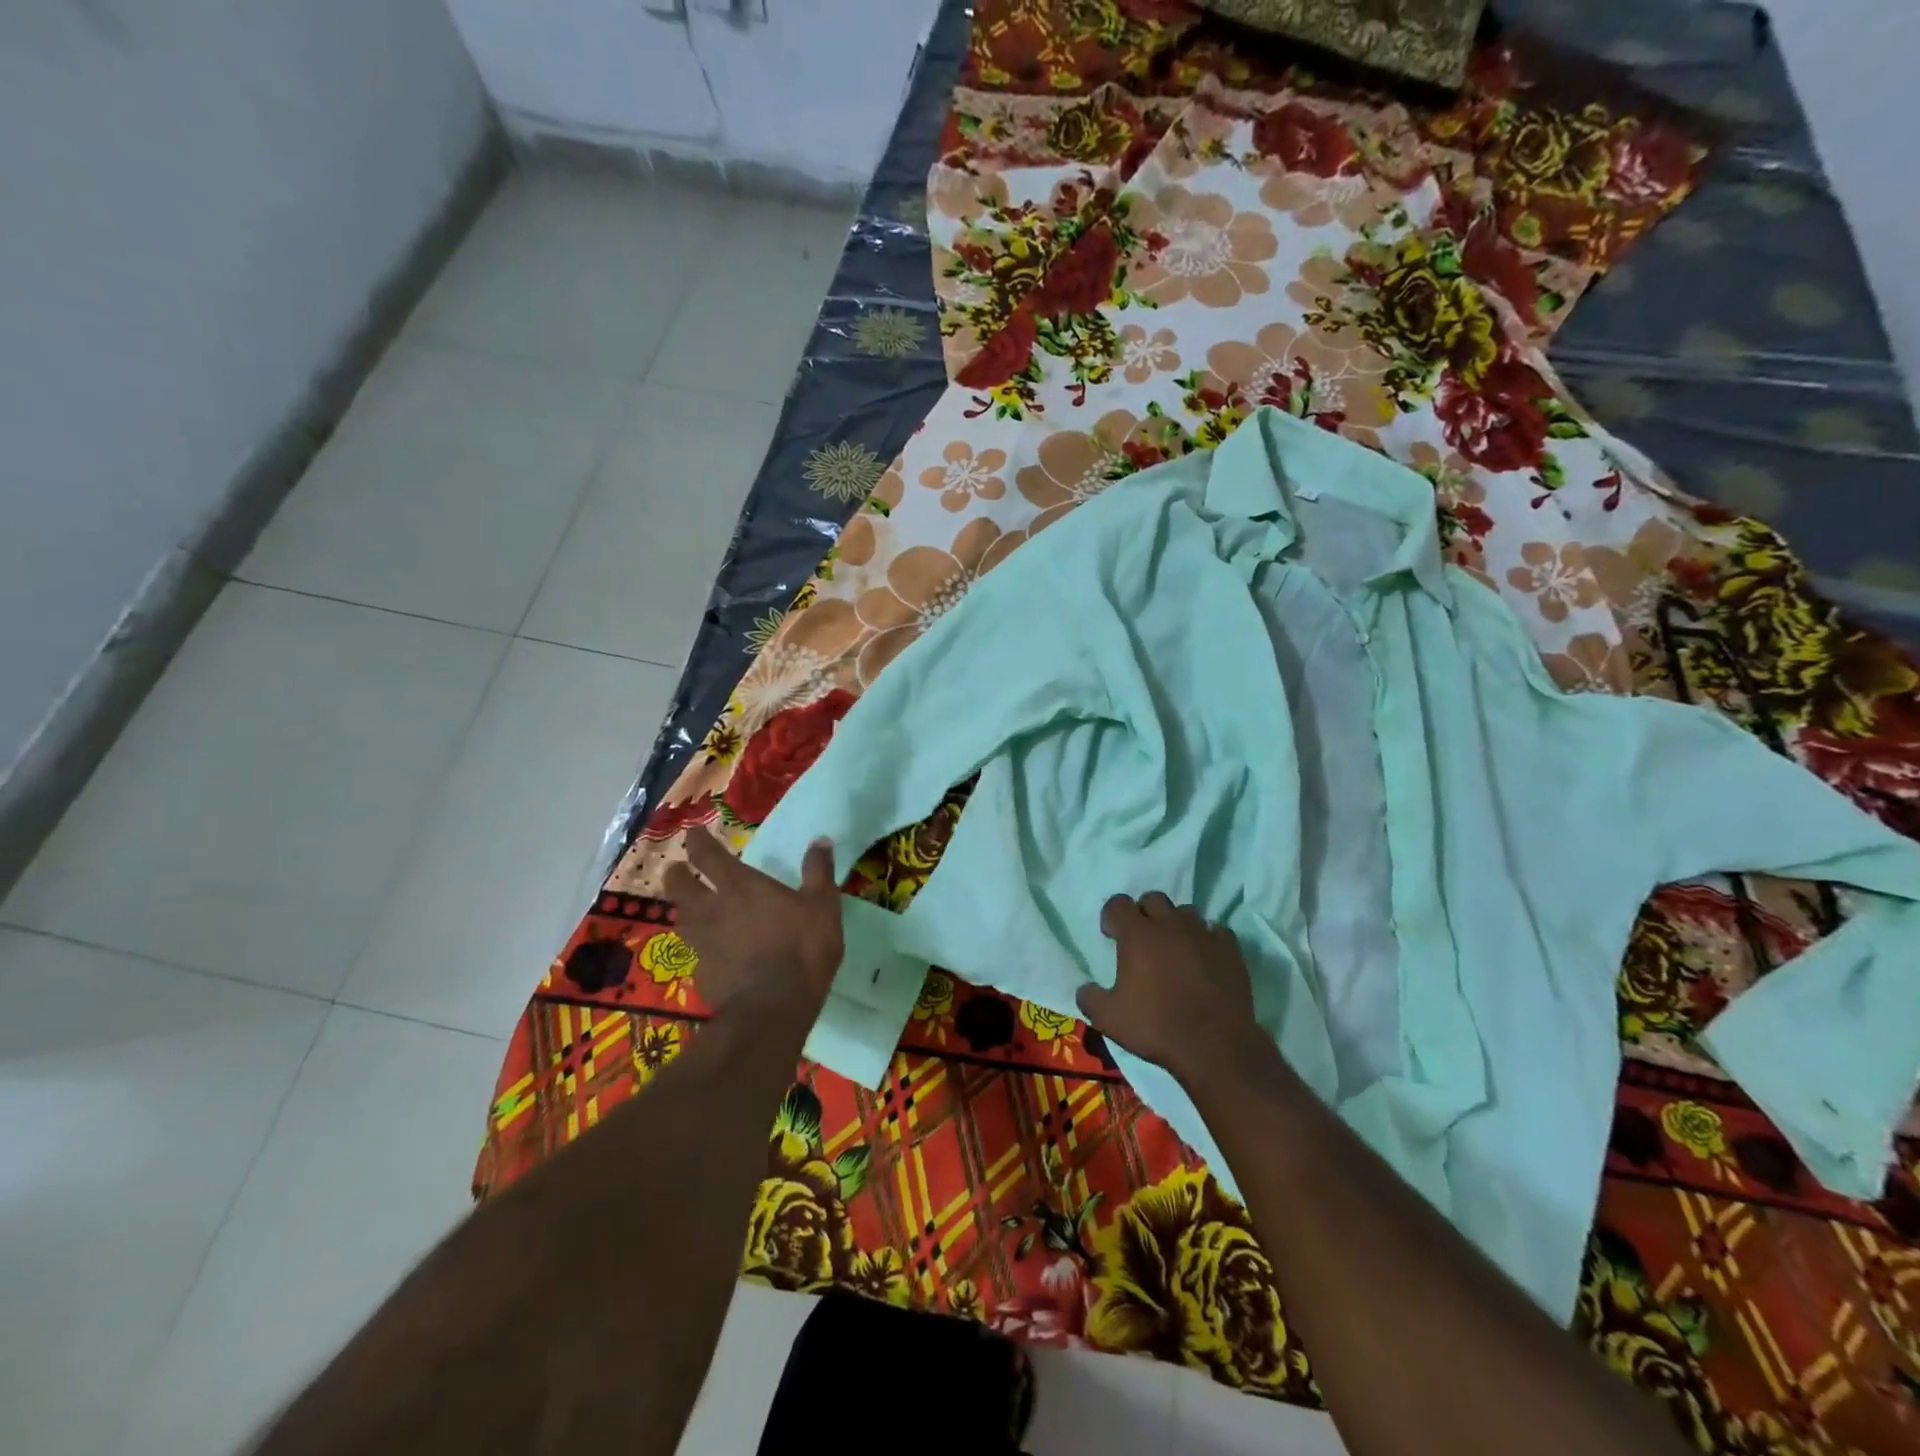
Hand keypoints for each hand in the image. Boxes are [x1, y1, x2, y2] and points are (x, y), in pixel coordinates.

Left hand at [663, 826, 843, 1015]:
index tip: (693, 833)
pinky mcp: (700, 974)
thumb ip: (819, 871)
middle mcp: (711, 909)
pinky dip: (698, 946)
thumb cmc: (801, 947)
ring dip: (682, 909)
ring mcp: (701, 943)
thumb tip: (820, 839)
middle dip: (675, 874)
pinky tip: (710, 951)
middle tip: (678, 870)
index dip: (696, 841)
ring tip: (690, 908)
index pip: (706, 855)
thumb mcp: (822, 905)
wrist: (773, 1007)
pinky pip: (693, 952)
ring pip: (680, 919)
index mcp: (739, 886)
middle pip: (678, 886)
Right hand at [1076, 892, 1266, 1086]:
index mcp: (1137, 934)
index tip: (1111, 935)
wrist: (1214, 1046)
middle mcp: (1169, 924)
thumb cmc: (1156, 1027)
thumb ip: (1090, 997)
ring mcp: (1202, 933)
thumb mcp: (1108, 1018)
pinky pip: (1217, 931)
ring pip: (1186, 912)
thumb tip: (1085, 989)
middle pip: (1153, 899)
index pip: (1118, 903)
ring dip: (1176, 924)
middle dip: (1144, 913)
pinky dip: (1208, 939)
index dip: (1112, 916)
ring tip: (1175, 948)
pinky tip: (1205, 958)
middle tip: (1143, 939)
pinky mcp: (1230, 949)